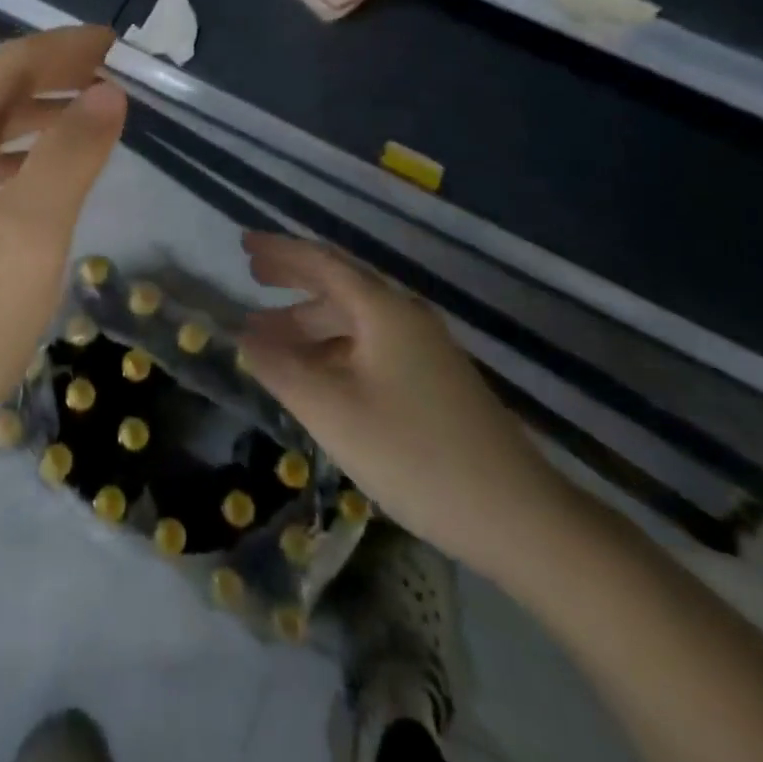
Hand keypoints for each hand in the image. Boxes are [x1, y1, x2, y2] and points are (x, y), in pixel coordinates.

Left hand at [0, 25, 126, 474]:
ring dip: (38, 118)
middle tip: (112, 77)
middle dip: (53, 76)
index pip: (7, 65)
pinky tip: (44, 189)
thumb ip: (69, 156)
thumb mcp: (26, 232)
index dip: (62, 46)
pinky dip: (22, 162)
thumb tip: (107, 90)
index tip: (115, 42)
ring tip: (89, 122)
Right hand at [237, 233, 573, 579]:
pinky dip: (332, 349)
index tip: (243, 243)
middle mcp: (405, 317)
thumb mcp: (332, 411)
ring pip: (354, 321)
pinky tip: (314, 374)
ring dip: (308, 322)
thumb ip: (280, 369)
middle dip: (293, 278)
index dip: (279, 250)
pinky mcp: (432, 382)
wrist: (519, 517)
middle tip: (251, 276)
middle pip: (339, 284)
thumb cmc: (414, 454)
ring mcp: (424, 350)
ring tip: (266, 337)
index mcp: (383, 310)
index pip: (322, 262)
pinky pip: (369, 347)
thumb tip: (243, 338)